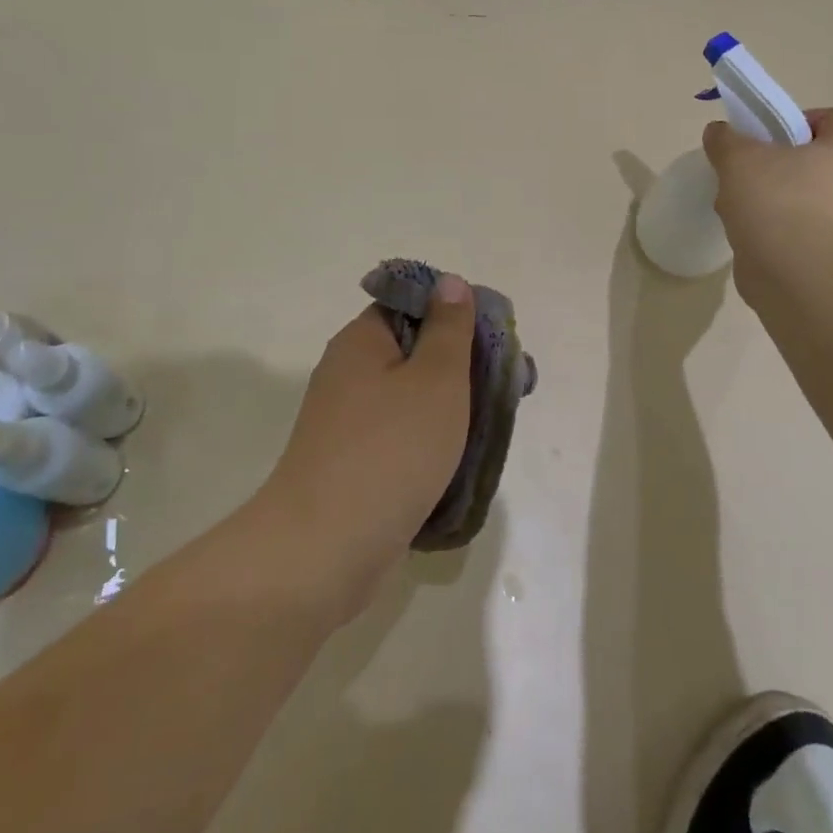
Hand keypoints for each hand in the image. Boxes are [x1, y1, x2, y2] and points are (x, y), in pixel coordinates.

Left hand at [257, 276, 474, 619]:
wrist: (325, 549)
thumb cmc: (391, 449)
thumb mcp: (436, 378)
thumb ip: (449, 328)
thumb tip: (450, 282)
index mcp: (361, 341)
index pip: (410, 305)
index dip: (455, 315)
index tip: (494, 341)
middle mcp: (347, 375)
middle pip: (414, 353)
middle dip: (462, 367)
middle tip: (506, 389)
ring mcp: (346, 424)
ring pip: (410, 400)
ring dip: (450, 409)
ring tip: (492, 427)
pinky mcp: (351, 465)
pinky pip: (399, 439)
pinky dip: (429, 444)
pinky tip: (459, 462)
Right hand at [703, 107, 832, 291]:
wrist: (793, 273)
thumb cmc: (775, 200)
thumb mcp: (738, 158)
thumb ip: (725, 139)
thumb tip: (719, 132)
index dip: (798, 119)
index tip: (765, 135)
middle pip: (813, 159)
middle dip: (775, 162)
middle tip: (744, 169)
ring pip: (801, 195)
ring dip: (769, 196)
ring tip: (736, 204)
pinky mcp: (825, 251)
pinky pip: (796, 227)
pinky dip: (772, 226)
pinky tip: (744, 232)